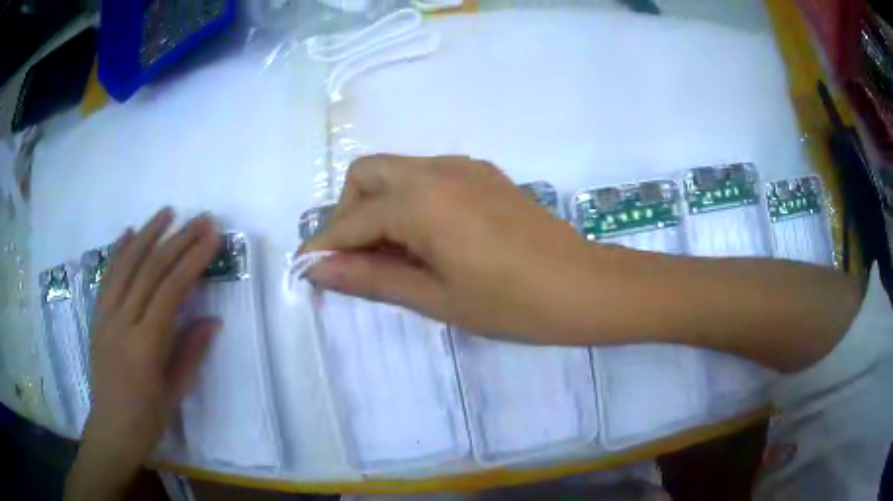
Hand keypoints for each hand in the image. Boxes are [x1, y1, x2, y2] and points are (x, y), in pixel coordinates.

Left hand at [65, 208, 220, 500]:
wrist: (110, 430)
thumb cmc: (146, 420)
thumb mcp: (175, 393)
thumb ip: (191, 352)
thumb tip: (212, 319)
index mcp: (145, 346)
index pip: (170, 291)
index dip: (192, 260)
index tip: (212, 237)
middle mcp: (122, 323)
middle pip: (150, 270)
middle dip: (178, 240)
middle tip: (201, 219)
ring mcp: (105, 316)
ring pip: (126, 265)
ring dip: (147, 234)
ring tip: (167, 212)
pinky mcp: (97, 317)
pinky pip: (107, 277)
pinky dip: (118, 251)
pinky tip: (129, 233)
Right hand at [302, 155, 616, 341]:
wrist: (585, 287)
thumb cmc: (512, 304)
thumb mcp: (436, 297)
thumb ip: (372, 278)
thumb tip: (319, 269)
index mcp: (420, 200)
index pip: (351, 220)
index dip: (323, 246)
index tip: (306, 269)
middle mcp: (436, 169)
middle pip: (366, 175)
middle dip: (347, 214)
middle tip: (355, 260)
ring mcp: (464, 167)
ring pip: (396, 171)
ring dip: (377, 205)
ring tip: (390, 254)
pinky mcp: (484, 174)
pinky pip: (427, 176)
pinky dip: (408, 200)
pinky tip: (426, 237)